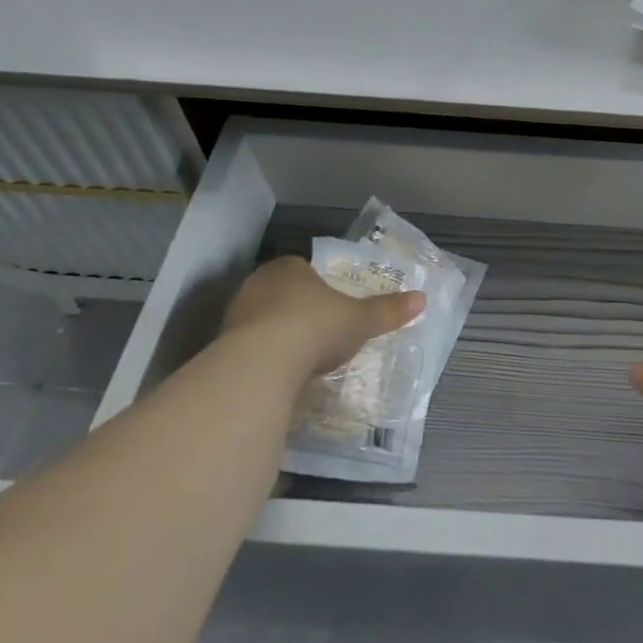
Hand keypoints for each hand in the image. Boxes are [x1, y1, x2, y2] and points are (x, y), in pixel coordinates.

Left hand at [219, 257, 424, 383]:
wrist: (262, 364)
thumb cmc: (316, 327)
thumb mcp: (360, 320)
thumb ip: (387, 310)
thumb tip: (422, 299)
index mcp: (290, 268)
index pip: (304, 269)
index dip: (319, 286)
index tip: (332, 306)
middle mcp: (258, 284)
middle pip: (281, 294)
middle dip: (297, 310)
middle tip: (318, 332)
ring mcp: (235, 315)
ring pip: (261, 320)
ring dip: (277, 335)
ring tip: (300, 358)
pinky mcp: (220, 346)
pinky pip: (248, 347)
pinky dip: (262, 358)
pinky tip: (278, 374)